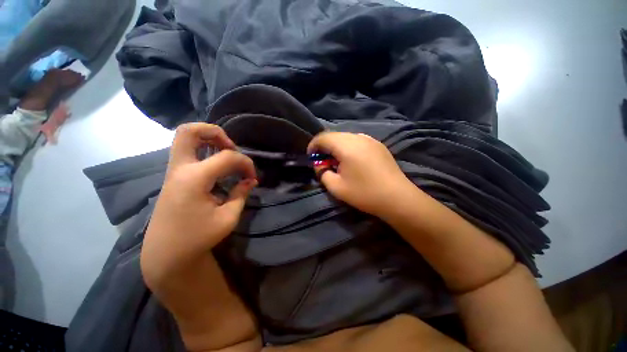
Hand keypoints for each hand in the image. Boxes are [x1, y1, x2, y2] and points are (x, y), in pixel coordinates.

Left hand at [141, 123, 256, 320]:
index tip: (253, 177)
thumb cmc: (198, 238)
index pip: (227, 156)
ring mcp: (174, 171)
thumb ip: (241, 193)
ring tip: (225, 152)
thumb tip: (250, 180)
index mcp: (194, 179)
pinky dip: (203, 149)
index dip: (246, 163)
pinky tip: (216, 164)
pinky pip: (187, 151)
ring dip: (208, 138)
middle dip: (215, 132)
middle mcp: (180, 169)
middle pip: (189, 131)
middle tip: (231, 147)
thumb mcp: (228, 217)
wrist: (167, 254)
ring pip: (184, 138)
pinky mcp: (174, 177)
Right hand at [307, 132, 416, 218]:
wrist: (397, 198)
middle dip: (325, 146)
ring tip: (337, 161)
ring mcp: (370, 139)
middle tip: (323, 161)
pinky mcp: (378, 145)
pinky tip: (351, 159)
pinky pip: (357, 140)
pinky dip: (348, 146)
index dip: (313, 145)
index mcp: (346, 146)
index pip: (323, 137)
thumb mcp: (336, 187)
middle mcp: (358, 137)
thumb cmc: (364, 193)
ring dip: (337, 146)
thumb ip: (323, 172)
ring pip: (346, 137)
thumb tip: (320, 164)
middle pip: (334, 135)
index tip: (310, 156)